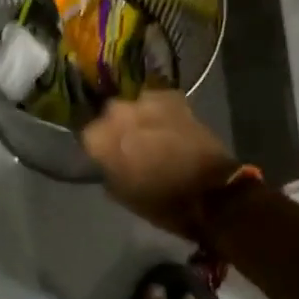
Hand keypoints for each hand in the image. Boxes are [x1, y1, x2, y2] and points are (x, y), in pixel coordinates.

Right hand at [80, 88, 235, 240]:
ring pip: (134, 104)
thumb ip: (108, 170)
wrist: (211, 192)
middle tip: (129, 141)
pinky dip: (162, 111)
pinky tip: (170, 124)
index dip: (97, 145)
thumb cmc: (161, 202)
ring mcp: (146, 100)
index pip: (87, 134)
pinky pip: (159, 100)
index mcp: (99, 137)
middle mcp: (117, 111)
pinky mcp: (173, 96)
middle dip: (117, 125)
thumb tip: (109, 161)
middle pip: (109, 114)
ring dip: (139, 116)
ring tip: (152, 131)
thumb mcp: (122, 194)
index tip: (105, 154)